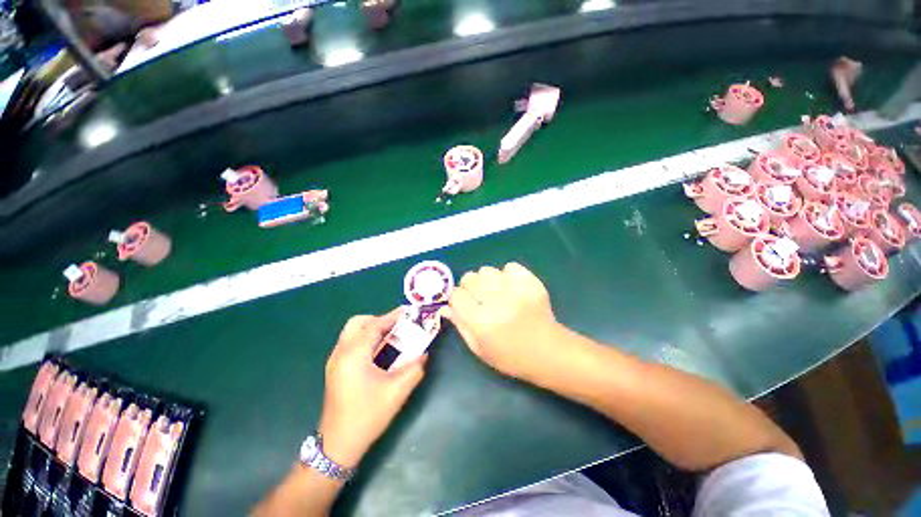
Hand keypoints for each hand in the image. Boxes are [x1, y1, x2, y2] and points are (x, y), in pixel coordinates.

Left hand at [318, 309, 426, 467]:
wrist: (338, 445)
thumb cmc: (367, 416)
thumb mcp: (396, 391)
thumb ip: (414, 368)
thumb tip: (423, 353)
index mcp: (353, 355)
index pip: (373, 326)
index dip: (391, 316)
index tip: (408, 311)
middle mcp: (340, 353)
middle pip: (357, 323)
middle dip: (378, 320)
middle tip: (397, 327)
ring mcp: (335, 361)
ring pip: (353, 333)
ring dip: (372, 329)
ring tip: (392, 337)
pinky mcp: (336, 369)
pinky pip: (351, 344)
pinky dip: (366, 340)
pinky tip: (380, 351)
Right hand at [442, 263, 563, 380]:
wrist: (548, 352)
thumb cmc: (510, 356)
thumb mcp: (479, 348)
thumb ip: (460, 325)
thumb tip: (446, 306)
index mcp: (481, 322)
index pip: (457, 295)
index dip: (458, 299)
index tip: (464, 304)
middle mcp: (496, 303)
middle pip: (470, 278)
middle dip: (470, 287)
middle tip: (480, 298)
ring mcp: (515, 291)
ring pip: (487, 270)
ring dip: (488, 280)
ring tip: (497, 292)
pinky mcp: (531, 283)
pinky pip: (511, 267)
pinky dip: (508, 275)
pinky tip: (512, 288)